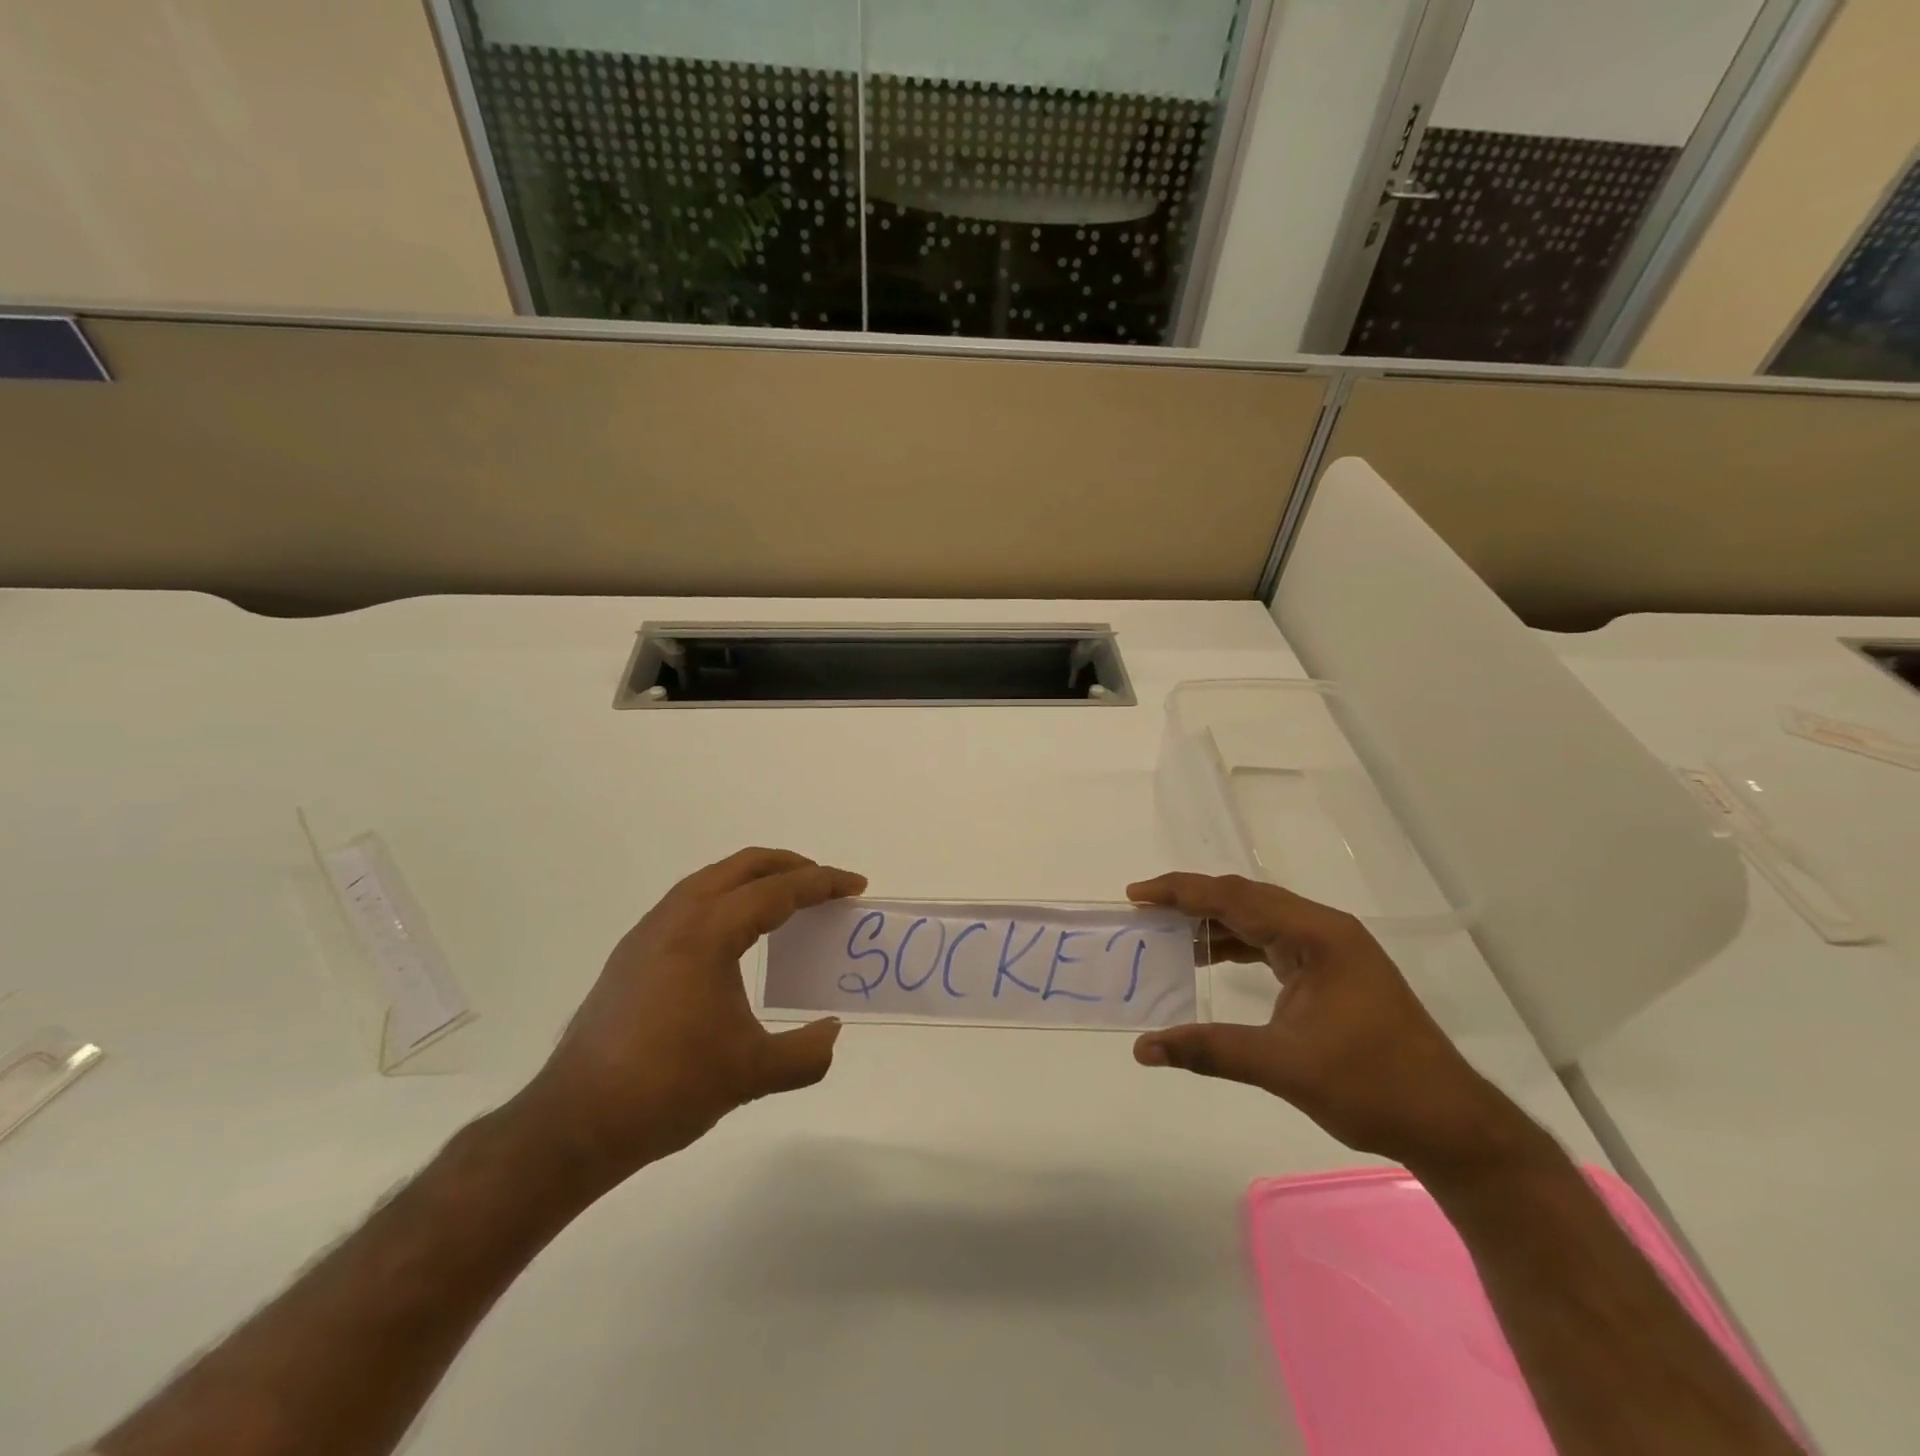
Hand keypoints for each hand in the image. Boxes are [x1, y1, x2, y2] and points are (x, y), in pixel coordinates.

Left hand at [516, 848, 865, 1189]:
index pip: (777, 890)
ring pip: (710, 880)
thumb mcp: (751, 1074)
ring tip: (784, 901)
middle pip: (742, 867)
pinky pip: (689, 903)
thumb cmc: (669, 1087)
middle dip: (789, 866)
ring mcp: (647, 934)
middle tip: (825, 884)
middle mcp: (675, 918)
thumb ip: (807, 1053)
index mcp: (707, 933)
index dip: (822, 884)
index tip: (856, 886)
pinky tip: (734, 936)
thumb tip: (832, 1032)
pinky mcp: (631, 955)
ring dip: (753, 879)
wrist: (575, 1123)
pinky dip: (725, 899)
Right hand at [1128, 873, 1538, 1175]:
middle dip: (1191, 901)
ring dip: (1213, 923)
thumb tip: (1143, 1049)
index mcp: (1316, 936)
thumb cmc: (1372, 1087)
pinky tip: (1210, 959)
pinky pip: (1271, 941)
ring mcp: (1331, 949)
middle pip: (1244, 898)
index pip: (1235, 897)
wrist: (1450, 1124)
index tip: (1136, 896)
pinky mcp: (1332, 970)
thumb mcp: (1283, 1066)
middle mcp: (1323, 929)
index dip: (1180, 892)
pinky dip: (1235, 945)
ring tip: (1166, 934)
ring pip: (1258, 918)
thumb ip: (1210, 1050)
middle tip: (1143, 911)